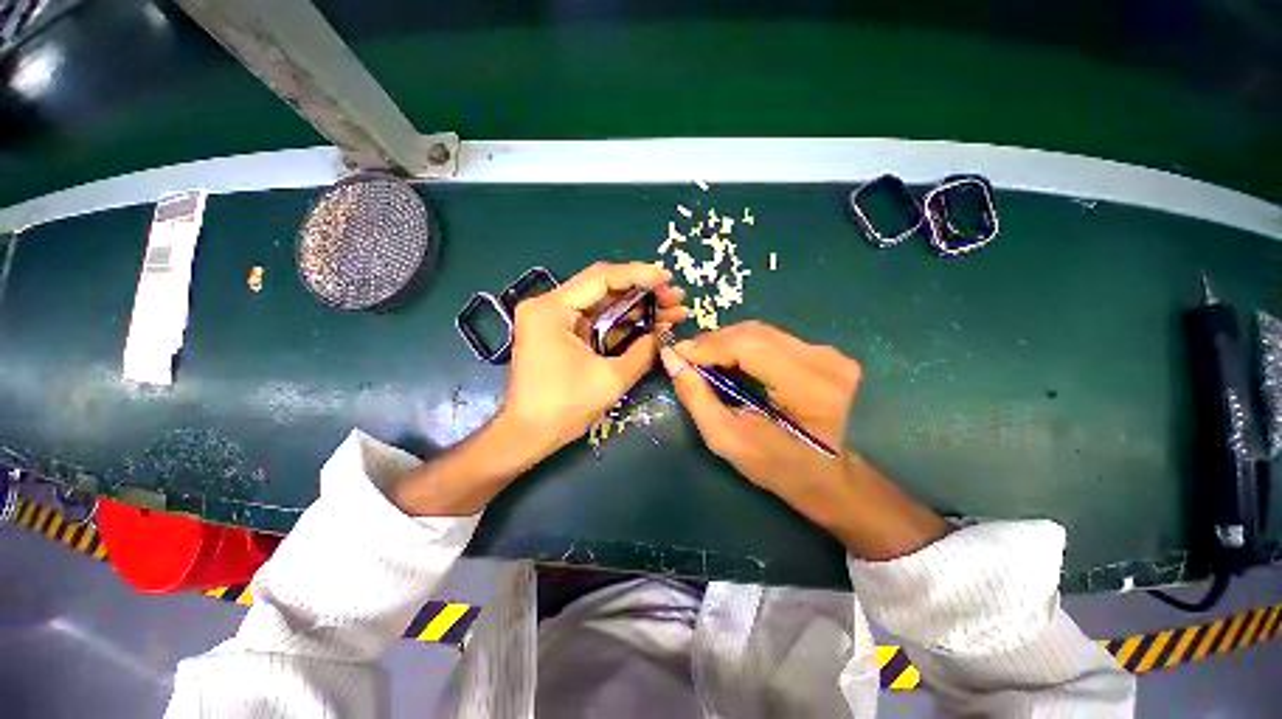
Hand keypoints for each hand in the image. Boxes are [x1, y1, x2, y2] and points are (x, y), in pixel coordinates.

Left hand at [393, 261, 685, 516]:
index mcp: (552, 309)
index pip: (601, 278)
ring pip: (604, 304)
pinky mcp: (562, 334)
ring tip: (673, 311)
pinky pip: (598, 321)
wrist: (528, 435)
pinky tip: (651, 325)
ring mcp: (555, 320)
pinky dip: (624, 323)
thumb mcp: (611, 379)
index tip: (668, 278)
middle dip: (644, 292)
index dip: (640, 275)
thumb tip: (663, 334)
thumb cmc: (564, 408)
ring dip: (638, 308)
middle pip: (604, 288)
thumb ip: (642, 352)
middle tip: (676, 298)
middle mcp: (549, 306)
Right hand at [661, 321, 948, 559]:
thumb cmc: (779, 468)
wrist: (830, 477)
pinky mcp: (824, 352)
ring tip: (702, 359)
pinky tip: (727, 360)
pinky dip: (742, 345)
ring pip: (760, 332)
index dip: (706, 346)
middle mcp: (824, 361)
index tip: (675, 354)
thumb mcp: (729, 440)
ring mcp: (829, 353)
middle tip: (685, 357)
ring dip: (725, 342)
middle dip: (712, 342)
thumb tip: (672, 360)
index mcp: (808, 387)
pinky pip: (771, 338)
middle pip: (753, 333)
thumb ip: (697, 398)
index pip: (747, 346)